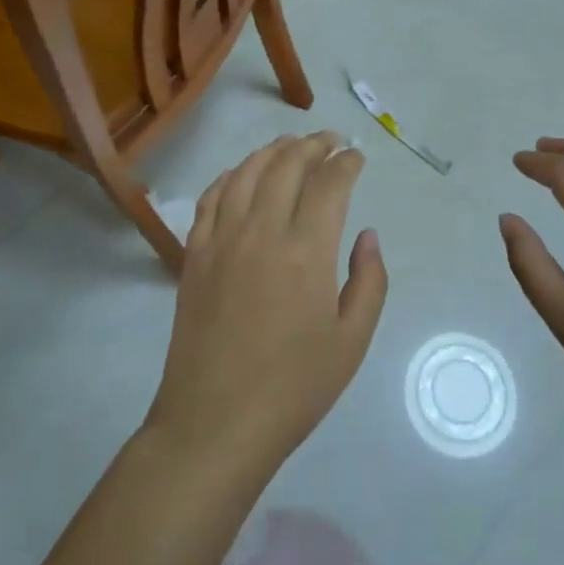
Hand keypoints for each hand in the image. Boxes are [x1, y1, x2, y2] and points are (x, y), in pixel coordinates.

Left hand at [144, 133, 387, 479]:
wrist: (215, 423)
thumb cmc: (294, 388)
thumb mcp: (352, 341)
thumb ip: (369, 281)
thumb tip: (367, 235)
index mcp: (307, 250)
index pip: (330, 183)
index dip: (347, 162)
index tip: (357, 157)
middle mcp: (263, 230)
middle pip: (288, 164)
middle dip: (314, 144)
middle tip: (331, 141)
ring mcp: (222, 239)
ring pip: (247, 172)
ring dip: (273, 150)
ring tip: (291, 144)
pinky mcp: (194, 254)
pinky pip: (212, 197)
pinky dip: (231, 175)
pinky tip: (242, 174)